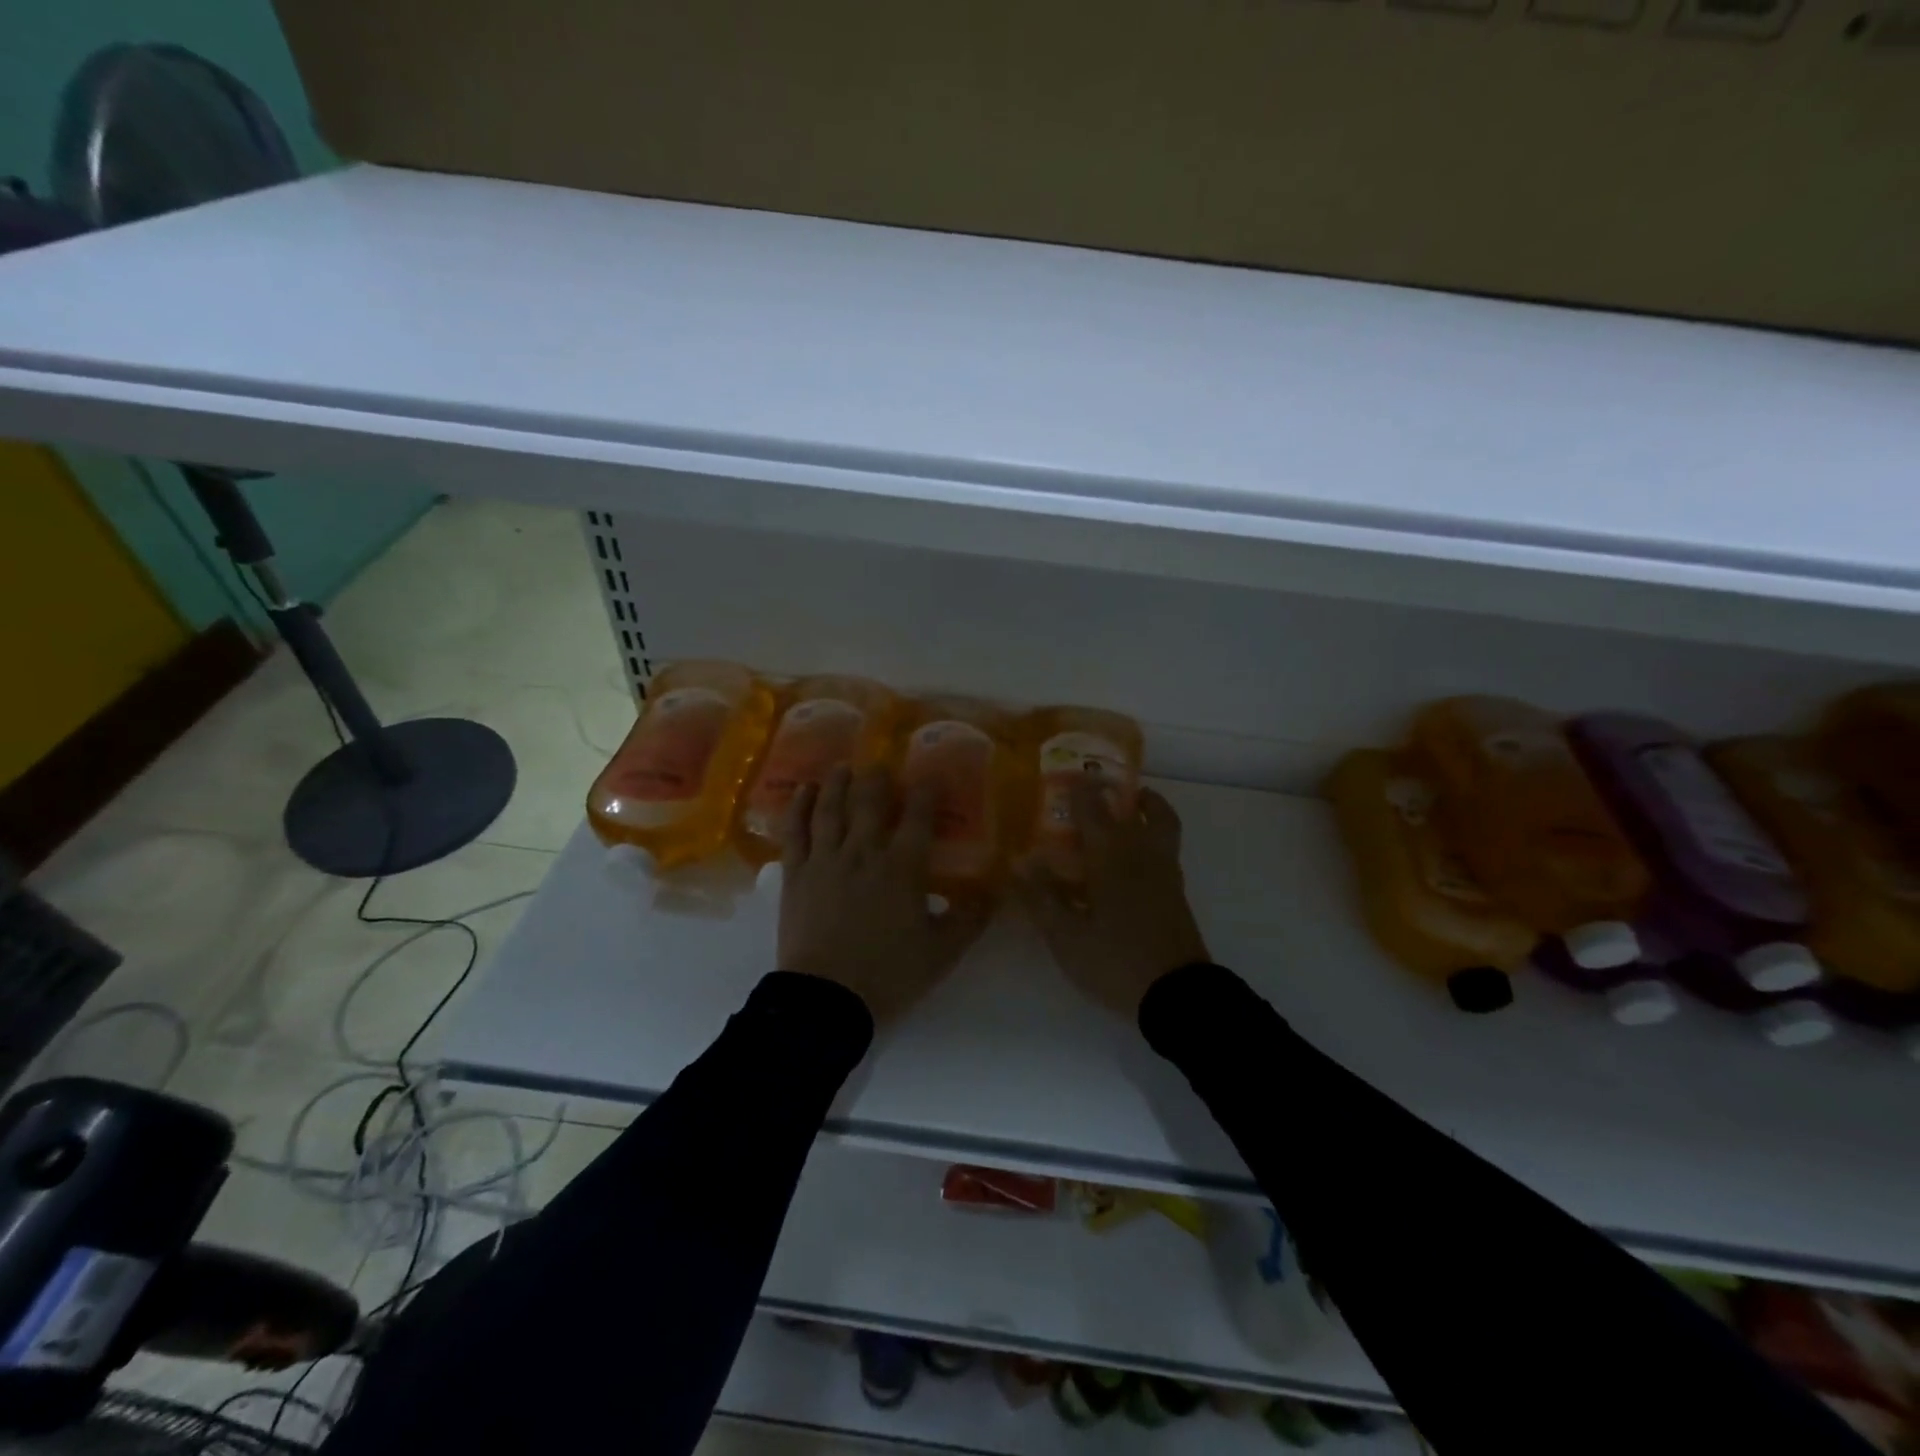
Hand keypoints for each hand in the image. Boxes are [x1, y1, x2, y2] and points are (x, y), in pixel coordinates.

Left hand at [778, 766, 992, 1025]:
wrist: (826, 1001)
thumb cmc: (889, 974)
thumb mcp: (942, 952)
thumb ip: (970, 917)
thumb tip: (997, 889)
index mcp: (902, 867)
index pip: (918, 815)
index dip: (926, 791)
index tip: (931, 776)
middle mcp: (863, 852)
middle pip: (870, 801)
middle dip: (878, 779)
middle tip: (882, 767)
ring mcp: (825, 859)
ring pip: (831, 808)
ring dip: (838, 783)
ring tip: (844, 766)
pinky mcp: (796, 874)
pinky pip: (795, 831)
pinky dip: (798, 807)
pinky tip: (802, 791)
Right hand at [1017, 781, 1209, 1020]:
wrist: (1177, 995)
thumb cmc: (1115, 961)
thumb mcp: (1066, 936)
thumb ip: (1042, 896)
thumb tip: (1019, 861)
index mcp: (1112, 856)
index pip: (1094, 808)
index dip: (1080, 789)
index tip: (1067, 775)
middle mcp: (1143, 853)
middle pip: (1143, 808)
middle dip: (1121, 792)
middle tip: (1100, 788)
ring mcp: (1165, 872)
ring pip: (1163, 824)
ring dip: (1147, 808)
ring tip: (1126, 810)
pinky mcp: (1176, 892)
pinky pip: (1165, 847)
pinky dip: (1153, 834)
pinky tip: (1129, 858)